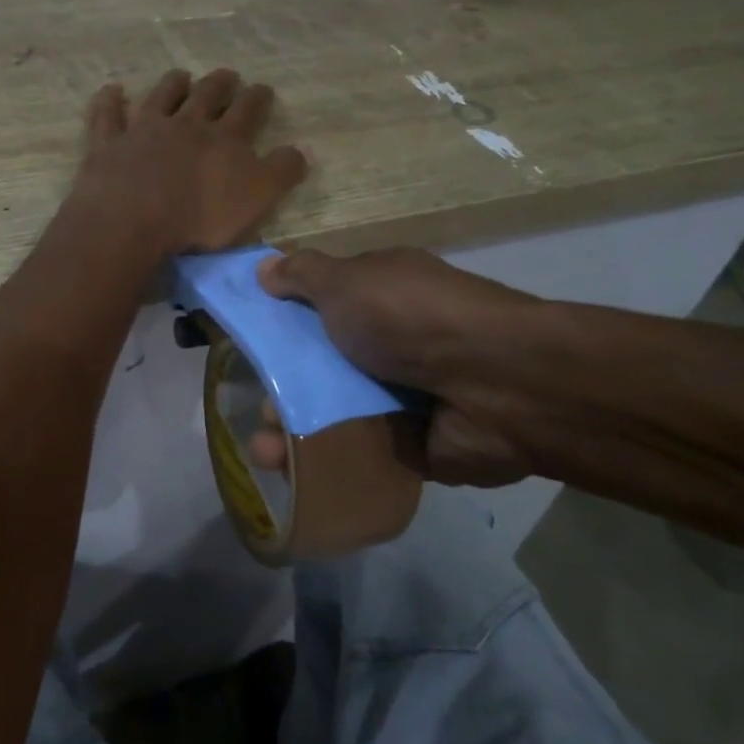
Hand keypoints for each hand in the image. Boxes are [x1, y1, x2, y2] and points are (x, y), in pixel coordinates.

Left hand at [70, 69, 307, 258]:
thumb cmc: (200, 217)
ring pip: (161, 97)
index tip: (263, 89)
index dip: (258, 97)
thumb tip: (305, 148)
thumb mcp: (256, 198)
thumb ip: (282, 172)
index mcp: (224, 139)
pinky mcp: (108, 144)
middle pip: (206, 96)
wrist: (133, 220)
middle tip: (228, 75)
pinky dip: (110, 101)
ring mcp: (143, 130)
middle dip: (220, 84)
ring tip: (181, 75)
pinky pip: (108, 115)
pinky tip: (112, 90)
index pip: (248, 110)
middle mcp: (185, 125)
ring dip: (172, 84)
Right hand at [250, 247, 537, 488]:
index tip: (250, 345)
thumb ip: (303, 275)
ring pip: (337, 413)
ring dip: (297, 432)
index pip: (324, 306)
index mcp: (381, 295)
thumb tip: (264, 269)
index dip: (285, 323)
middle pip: (325, 365)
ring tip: (267, 454)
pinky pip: (360, 452)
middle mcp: (393, 342)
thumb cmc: (409, 318)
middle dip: (284, 388)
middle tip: (259, 410)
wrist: (493, 384)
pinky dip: (327, 462)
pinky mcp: (413, 444)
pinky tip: (292, 475)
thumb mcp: (347, 281)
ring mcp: (405, 394)